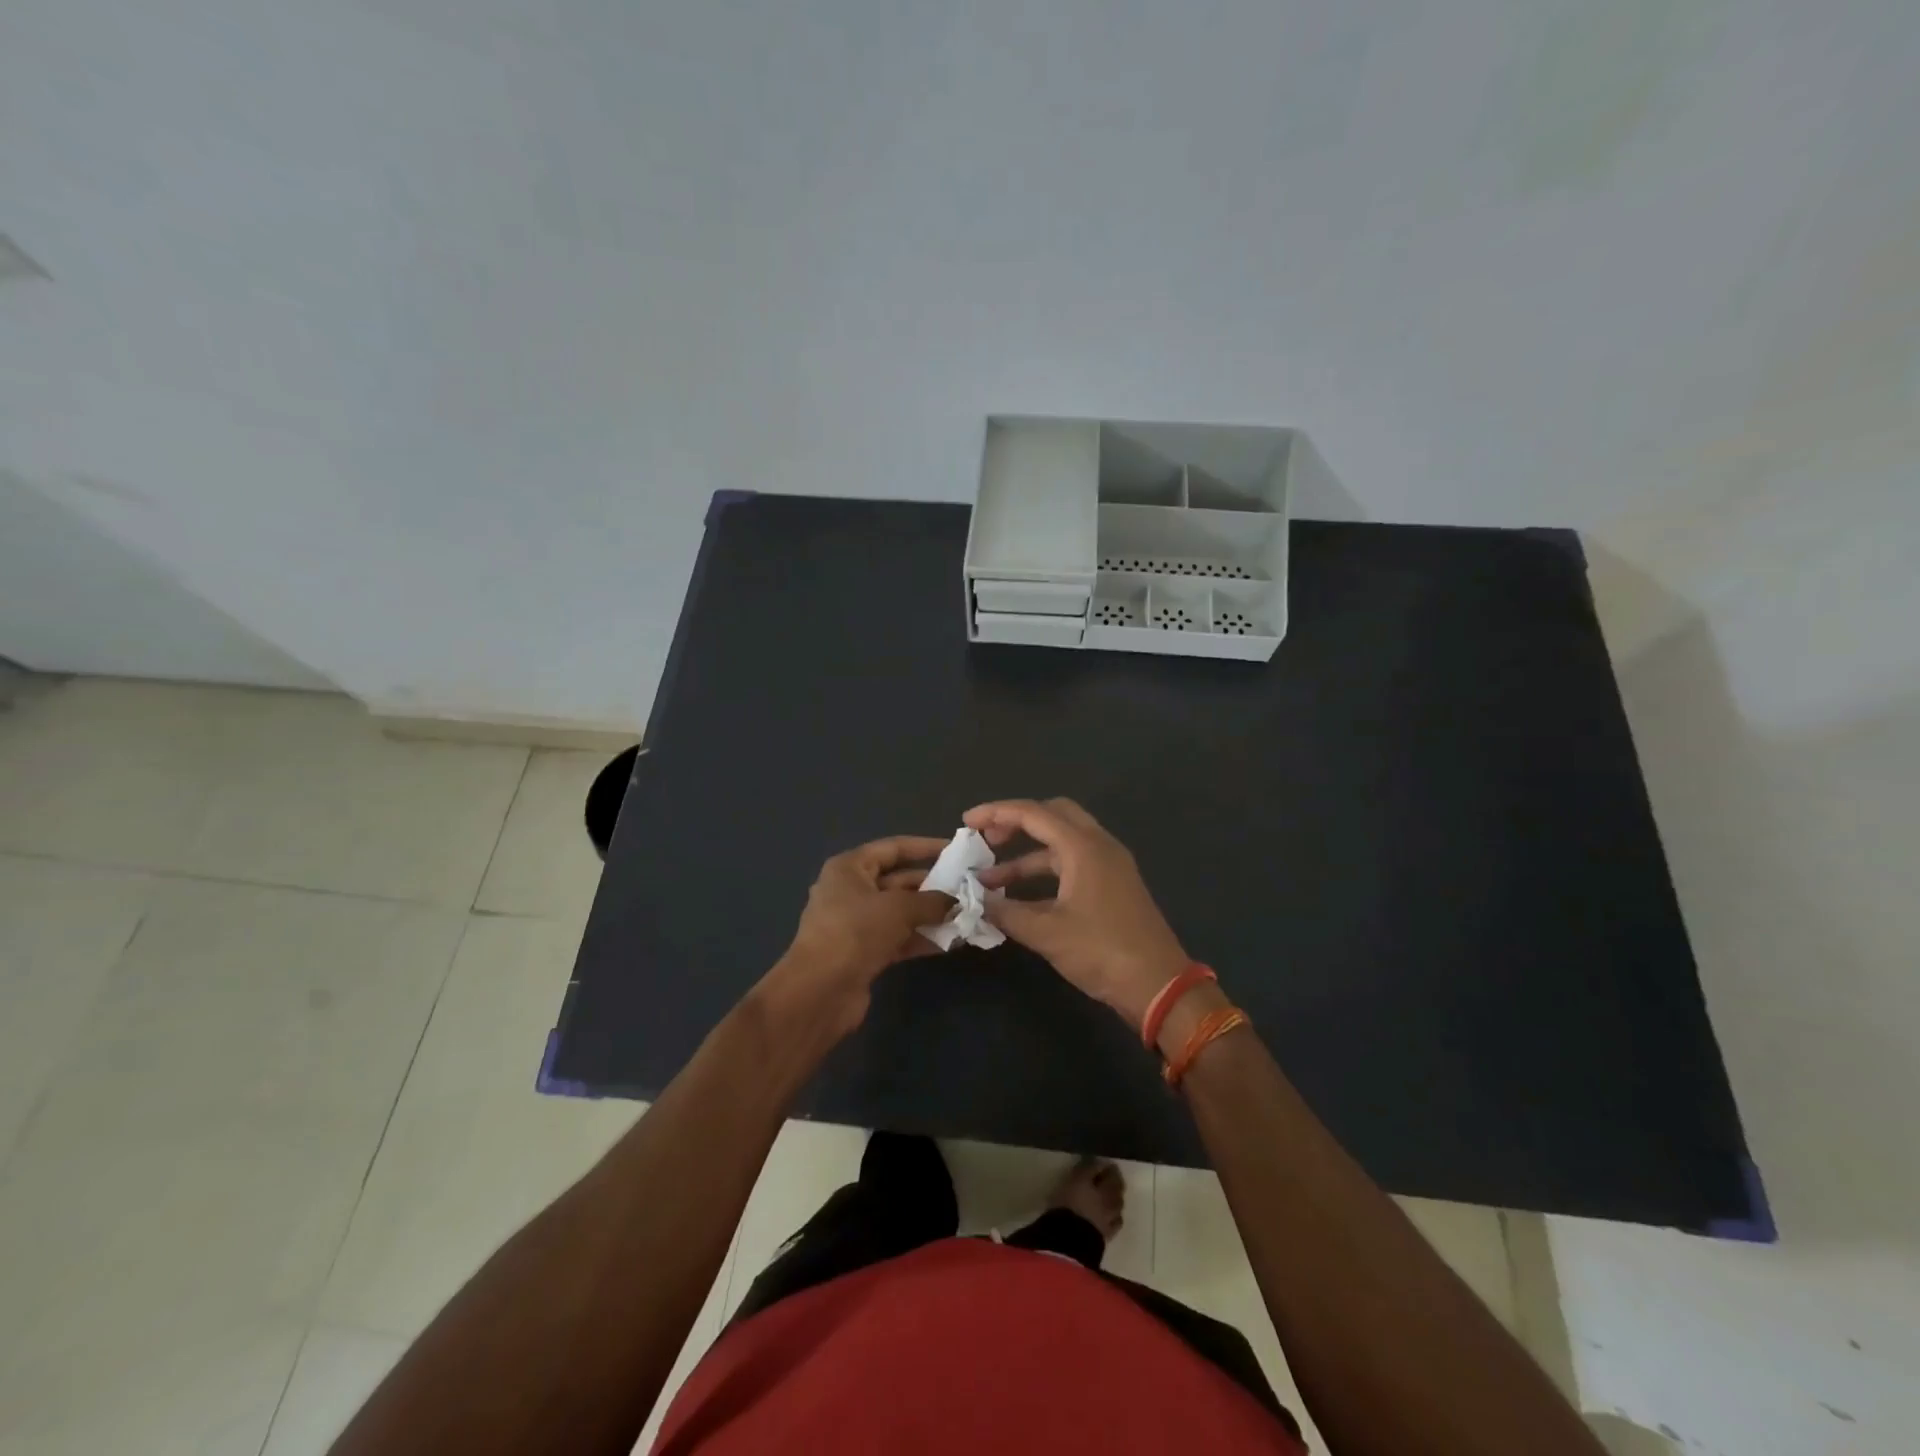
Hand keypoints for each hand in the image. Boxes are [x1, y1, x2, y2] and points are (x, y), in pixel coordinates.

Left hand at [773, 835, 953, 1029]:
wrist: (820, 991)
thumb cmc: (856, 932)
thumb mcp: (898, 908)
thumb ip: (931, 901)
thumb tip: (957, 902)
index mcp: (850, 868)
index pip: (893, 848)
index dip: (925, 847)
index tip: (955, 850)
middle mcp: (850, 891)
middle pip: (898, 881)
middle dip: (933, 885)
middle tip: (968, 888)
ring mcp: (856, 923)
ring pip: (900, 912)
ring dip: (931, 914)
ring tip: (967, 915)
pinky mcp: (863, 952)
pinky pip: (898, 938)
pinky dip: (921, 938)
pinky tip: (952, 942)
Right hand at [967, 798, 1187, 1028]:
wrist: (1159, 986)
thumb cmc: (1102, 951)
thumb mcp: (1047, 933)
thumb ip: (1006, 912)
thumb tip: (975, 901)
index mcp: (1083, 846)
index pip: (1033, 813)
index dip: (996, 813)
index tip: (966, 823)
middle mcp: (1098, 845)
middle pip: (1052, 815)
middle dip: (1015, 823)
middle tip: (986, 840)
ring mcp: (1109, 865)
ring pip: (1061, 843)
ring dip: (1026, 854)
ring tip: (990, 880)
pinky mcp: (1113, 885)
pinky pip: (1072, 863)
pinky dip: (1044, 871)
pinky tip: (1020, 897)